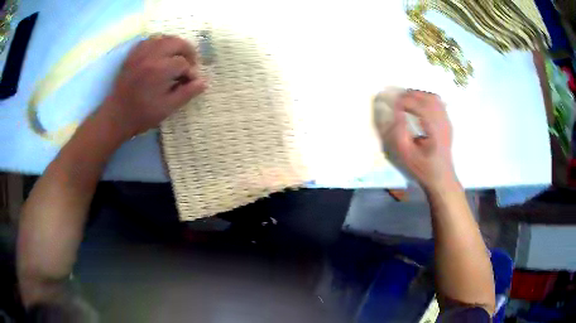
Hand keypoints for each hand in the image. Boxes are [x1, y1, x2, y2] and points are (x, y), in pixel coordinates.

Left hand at [100, 35, 206, 138]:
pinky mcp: (132, 55)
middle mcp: (151, 56)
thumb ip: (187, 93)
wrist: (116, 116)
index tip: (190, 82)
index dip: (191, 72)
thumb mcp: (167, 108)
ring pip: (163, 38)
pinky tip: (160, 53)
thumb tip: (203, 82)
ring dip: (174, 45)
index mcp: (160, 70)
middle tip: (189, 64)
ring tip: (176, 57)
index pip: (184, 63)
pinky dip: (158, 43)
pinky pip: (149, 40)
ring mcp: (140, 53)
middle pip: (177, 42)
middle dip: (187, 51)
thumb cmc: (142, 114)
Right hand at [385, 90, 456, 191]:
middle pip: (427, 98)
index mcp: (434, 131)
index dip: (404, 101)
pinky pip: (438, 103)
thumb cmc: (423, 168)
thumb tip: (397, 112)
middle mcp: (443, 122)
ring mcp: (447, 121)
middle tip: (397, 100)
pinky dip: (426, 99)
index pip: (419, 105)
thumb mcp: (406, 154)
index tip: (392, 104)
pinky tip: (419, 106)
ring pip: (433, 98)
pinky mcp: (447, 122)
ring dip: (418, 95)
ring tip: (407, 101)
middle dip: (410, 95)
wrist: (441, 177)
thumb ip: (400, 131)